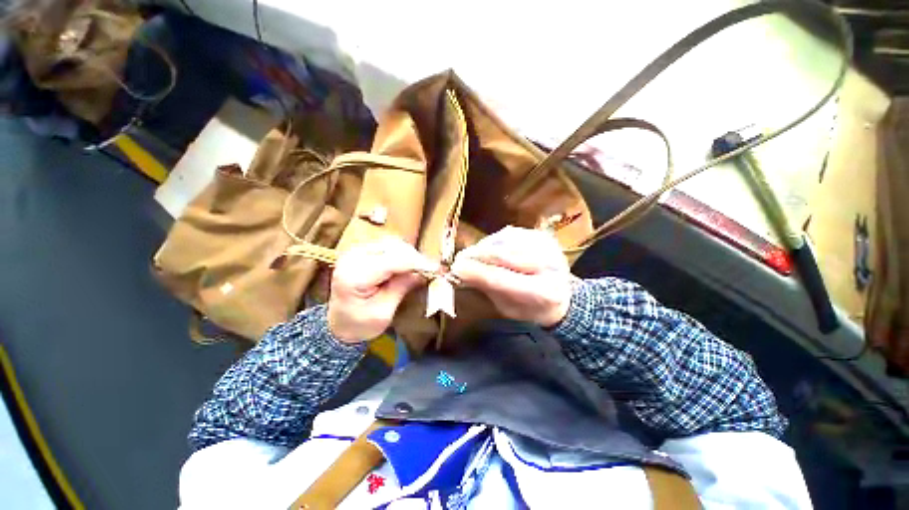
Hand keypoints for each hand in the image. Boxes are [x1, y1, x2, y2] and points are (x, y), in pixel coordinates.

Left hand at [328, 237, 436, 342]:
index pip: (392, 261)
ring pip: (392, 243)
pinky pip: (387, 245)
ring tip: (419, 269)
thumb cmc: (359, 324)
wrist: (338, 324)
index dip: (417, 263)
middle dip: (415, 258)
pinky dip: (401, 253)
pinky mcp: (360, 250)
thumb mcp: (383, 313)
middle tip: (429, 271)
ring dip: (409, 255)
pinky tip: (408, 265)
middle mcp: (352, 258)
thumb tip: (423, 272)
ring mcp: (355, 251)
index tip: (437, 268)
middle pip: (392, 247)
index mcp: (354, 276)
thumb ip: (402, 288)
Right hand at [450, 226, 572, 327]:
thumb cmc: (531, 309)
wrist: (562, 298)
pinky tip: (488, 249)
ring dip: (483, 248)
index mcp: (543, 292)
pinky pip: (510, 234)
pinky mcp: (542, 235)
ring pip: (505, 241)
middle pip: (503, 255)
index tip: (456, 269)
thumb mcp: (508, 308)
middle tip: (459, 260)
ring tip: (472, 255)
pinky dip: (494, 241)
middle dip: (477, 256)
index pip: (502, 278)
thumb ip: (487, 288)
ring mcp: (547, 246)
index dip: (476, 272)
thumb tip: (461, 271)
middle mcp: (550, 265)